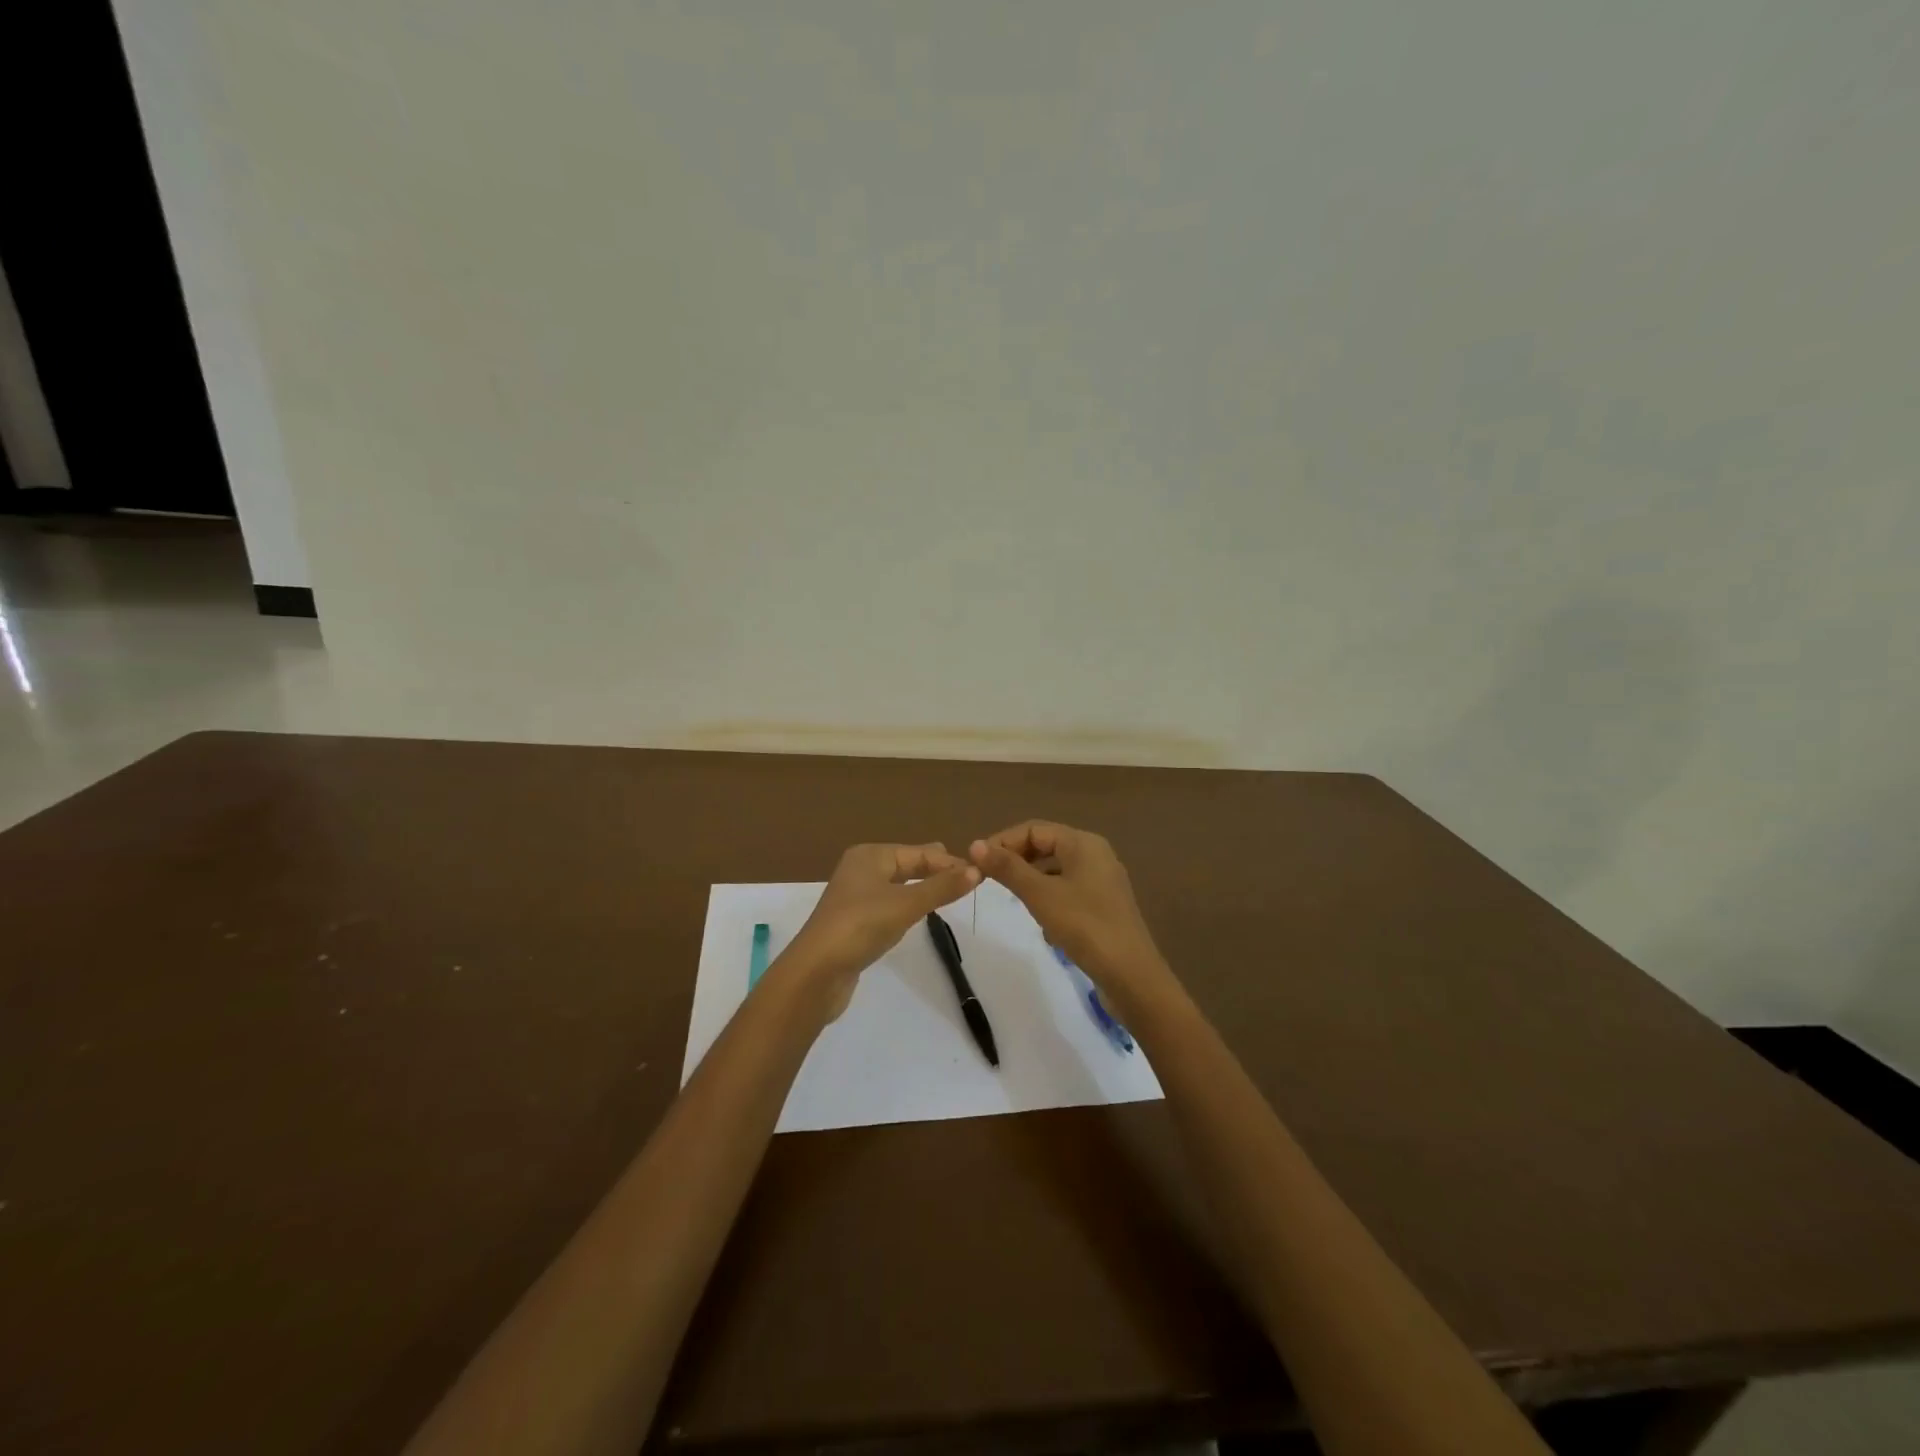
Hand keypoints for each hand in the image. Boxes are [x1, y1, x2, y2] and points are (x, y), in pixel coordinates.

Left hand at [783, 843, 979, 1018]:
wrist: (816, 972)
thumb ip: (942, 888)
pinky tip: (921, 914)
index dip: (949, 863)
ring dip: (923, 888)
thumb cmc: (861, 926)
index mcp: (870, 855)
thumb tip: (977, 871)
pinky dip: (909, 905)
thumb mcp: (906, 904)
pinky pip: (890, 904)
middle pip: (908, 864)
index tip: (980, 874)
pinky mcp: (855, 921)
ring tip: (952, 894)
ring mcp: (856, 896)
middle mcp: (861, 869)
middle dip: (936, 871)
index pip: (919, 853)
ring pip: (899, 885)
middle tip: (969, 880)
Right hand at [969, 821, 1175, 1017]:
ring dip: (1031, 879)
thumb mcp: (1040, 895)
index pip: (1033, 829)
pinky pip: (1068, 889)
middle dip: (1016, 860)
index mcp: (1083, 843)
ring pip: (1056, 869)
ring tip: (1011, 897)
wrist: (1131, 976)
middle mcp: (1095, 854)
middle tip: (988, 879)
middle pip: (1046, 845)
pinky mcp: (1104, 904)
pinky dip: (1049, 897)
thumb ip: (1008, 868)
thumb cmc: (1085, 926)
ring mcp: (1102, 880)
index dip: (1002, 841)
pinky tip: (1043, 922)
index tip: (976, 863)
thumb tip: (976, 845)